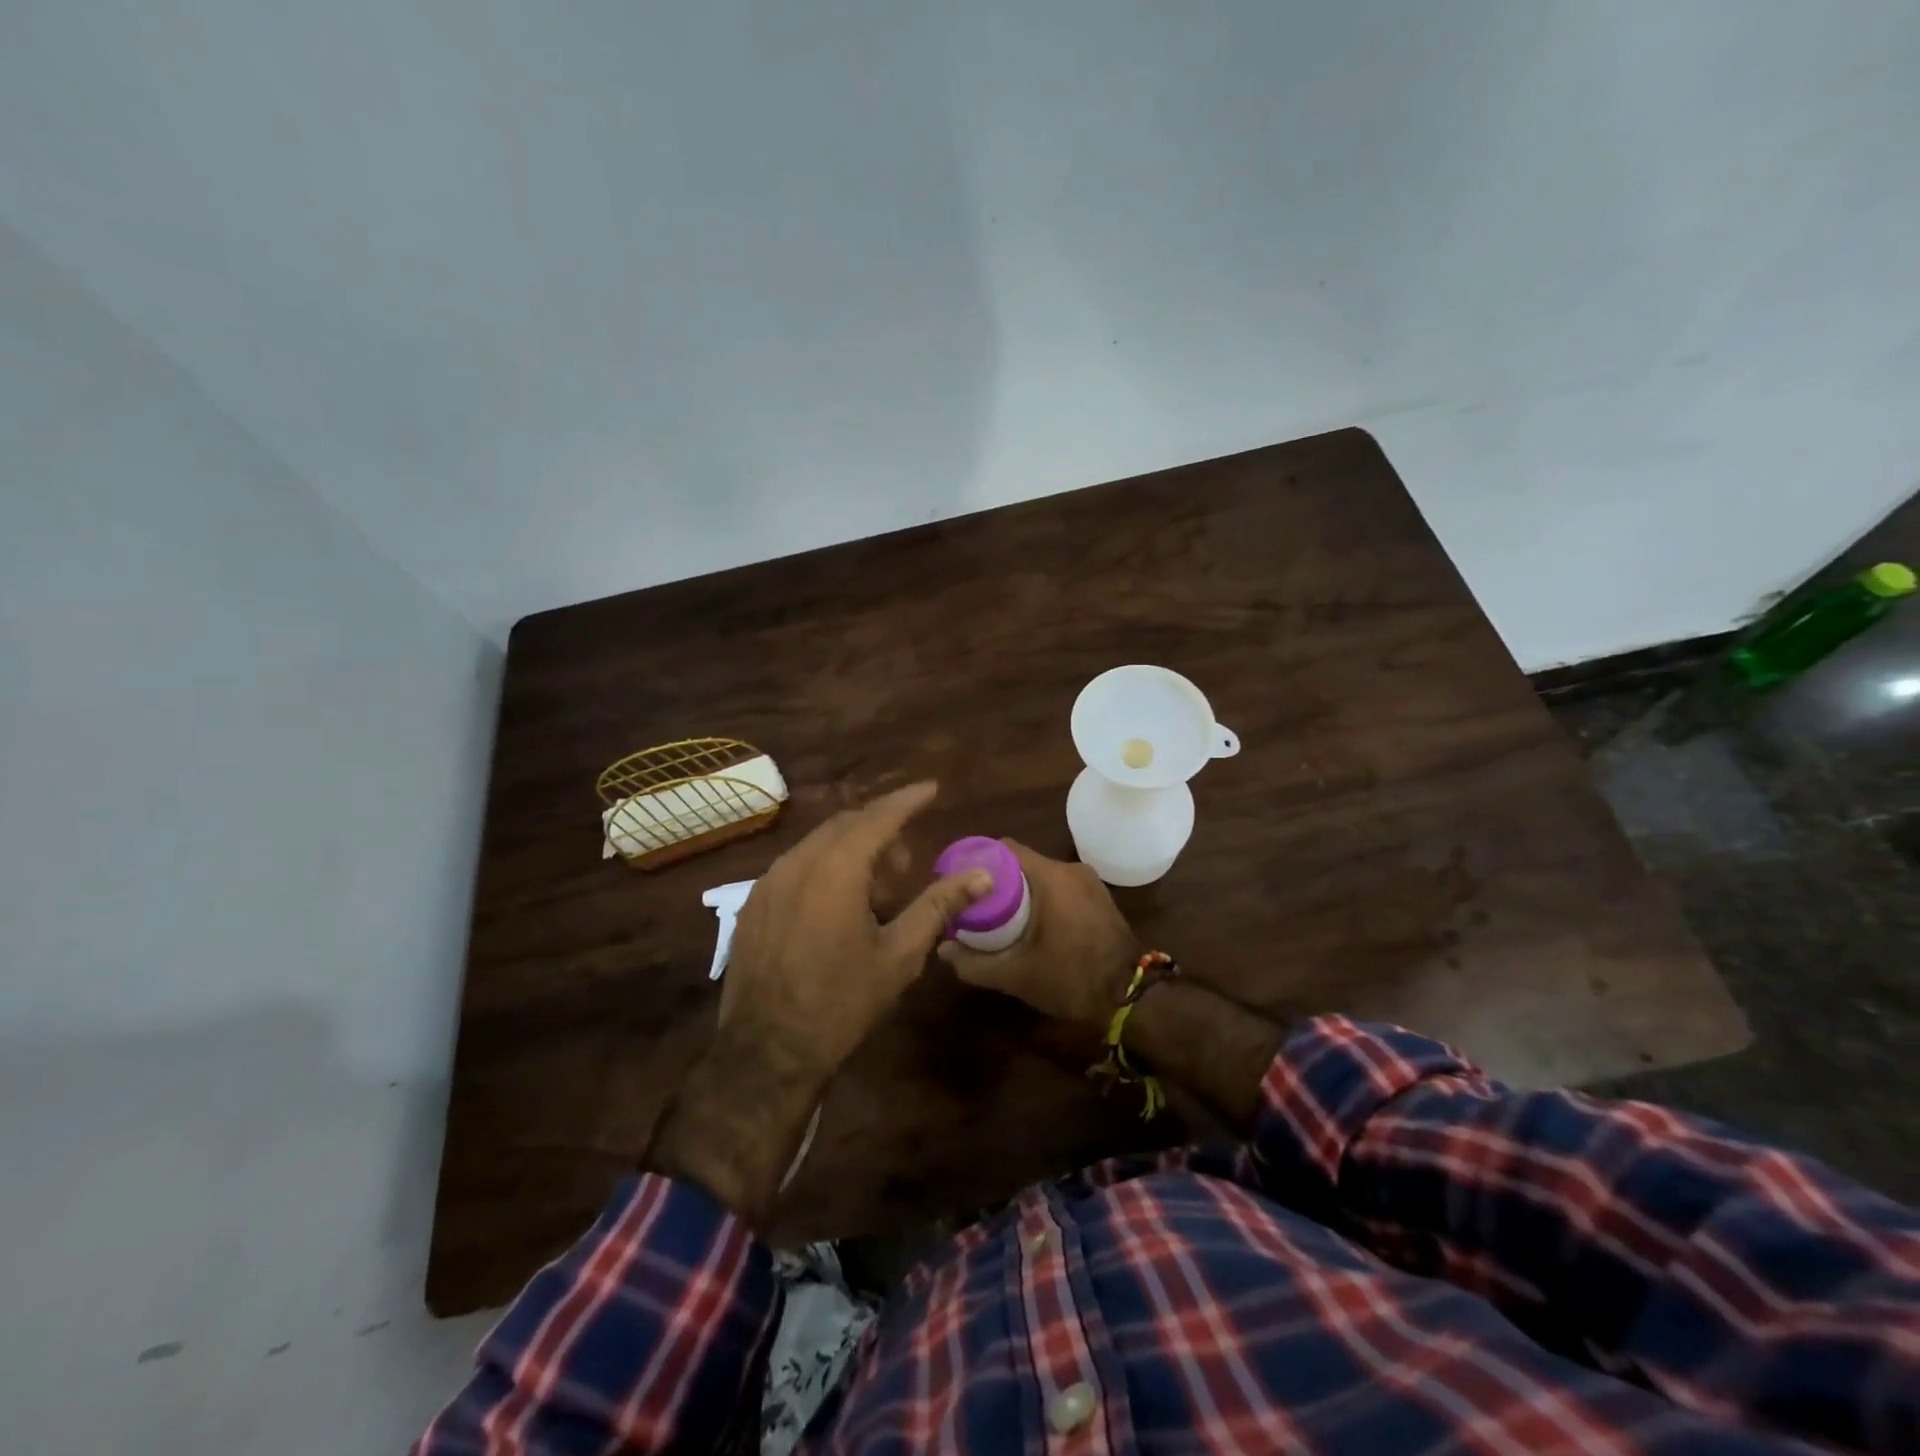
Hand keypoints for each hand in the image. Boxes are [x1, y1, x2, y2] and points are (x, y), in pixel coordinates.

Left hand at [720, 780, 990, 1078]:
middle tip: (907, 867)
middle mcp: (797, 862)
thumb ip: (938, 905)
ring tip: (876, 893)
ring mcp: (768, 881)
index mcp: (836, 869)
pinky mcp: (753, 903)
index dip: (908, 800)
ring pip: (819, 844)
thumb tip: (981, 876)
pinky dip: (825, 868)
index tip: (932, 788)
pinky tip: (838, 907)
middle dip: (882, 832)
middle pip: (847, 825)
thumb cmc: (842, 1002)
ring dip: (853, 851)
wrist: (766, 1051)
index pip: (879, 817)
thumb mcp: (900, 954)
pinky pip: (796, 866)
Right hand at [937, 840, 1139, 1024]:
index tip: (960, 881)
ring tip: (997, 916)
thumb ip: (975, 963)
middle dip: (996, 881)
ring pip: (1042, 876)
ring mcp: (1089, 883)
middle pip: (1021, 863)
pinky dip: (1042, 899)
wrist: (1133, 998)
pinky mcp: (1099, 898)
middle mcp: (1070, 870)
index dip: (978, 861)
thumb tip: (943, 950)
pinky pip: (1061, 888)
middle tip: (973, 904)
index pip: (1004, 848)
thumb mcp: (1016, 975)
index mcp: (1050, 876)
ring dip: (1020, 891)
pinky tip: (1029, 924)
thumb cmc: (1071, 978)